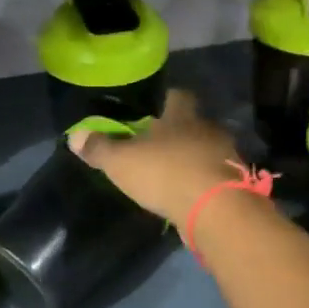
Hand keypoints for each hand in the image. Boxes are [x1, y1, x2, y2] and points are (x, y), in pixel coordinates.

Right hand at [68, 89, 243, 224]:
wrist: (216, 211)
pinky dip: (200, 183)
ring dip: (189, 160)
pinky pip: (212, 177)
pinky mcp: (233, 185)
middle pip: (192, 124)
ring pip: (204, 151)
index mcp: (182, 116)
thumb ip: (99, 148)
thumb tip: (74, 136)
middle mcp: (208, 130)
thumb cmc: (166, 173)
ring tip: (169, 173)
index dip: (165, 100)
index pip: (178, 96)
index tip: (152, 110)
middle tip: (155, 145)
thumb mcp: (121, 162)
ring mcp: (225, 157)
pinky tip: (185, 195)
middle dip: (175, 133)